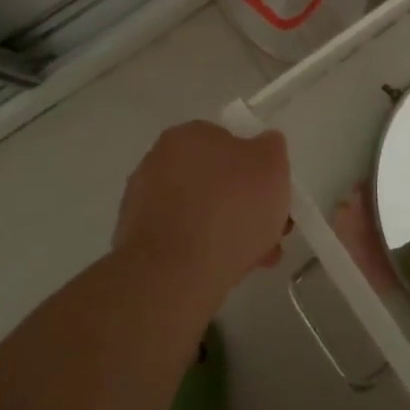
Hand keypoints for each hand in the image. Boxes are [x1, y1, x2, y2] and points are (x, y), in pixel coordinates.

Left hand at [113, 121, 291, 294]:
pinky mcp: (137, 243)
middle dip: (244, 204)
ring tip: (258, 258)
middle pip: (214, 180)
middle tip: (269, 229)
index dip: (255, 169)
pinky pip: (182, 240)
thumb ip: (271, 148)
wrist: (175, 274)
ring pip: (200, 213)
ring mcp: (143, 203)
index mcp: (188, 135)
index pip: (227, 142)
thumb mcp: (271, 165)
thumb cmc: (229, 207)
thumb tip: (265, 144)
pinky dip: (204, 251)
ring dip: (228, 230)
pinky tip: (228, 270)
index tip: (272, 195)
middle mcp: (159, 161)